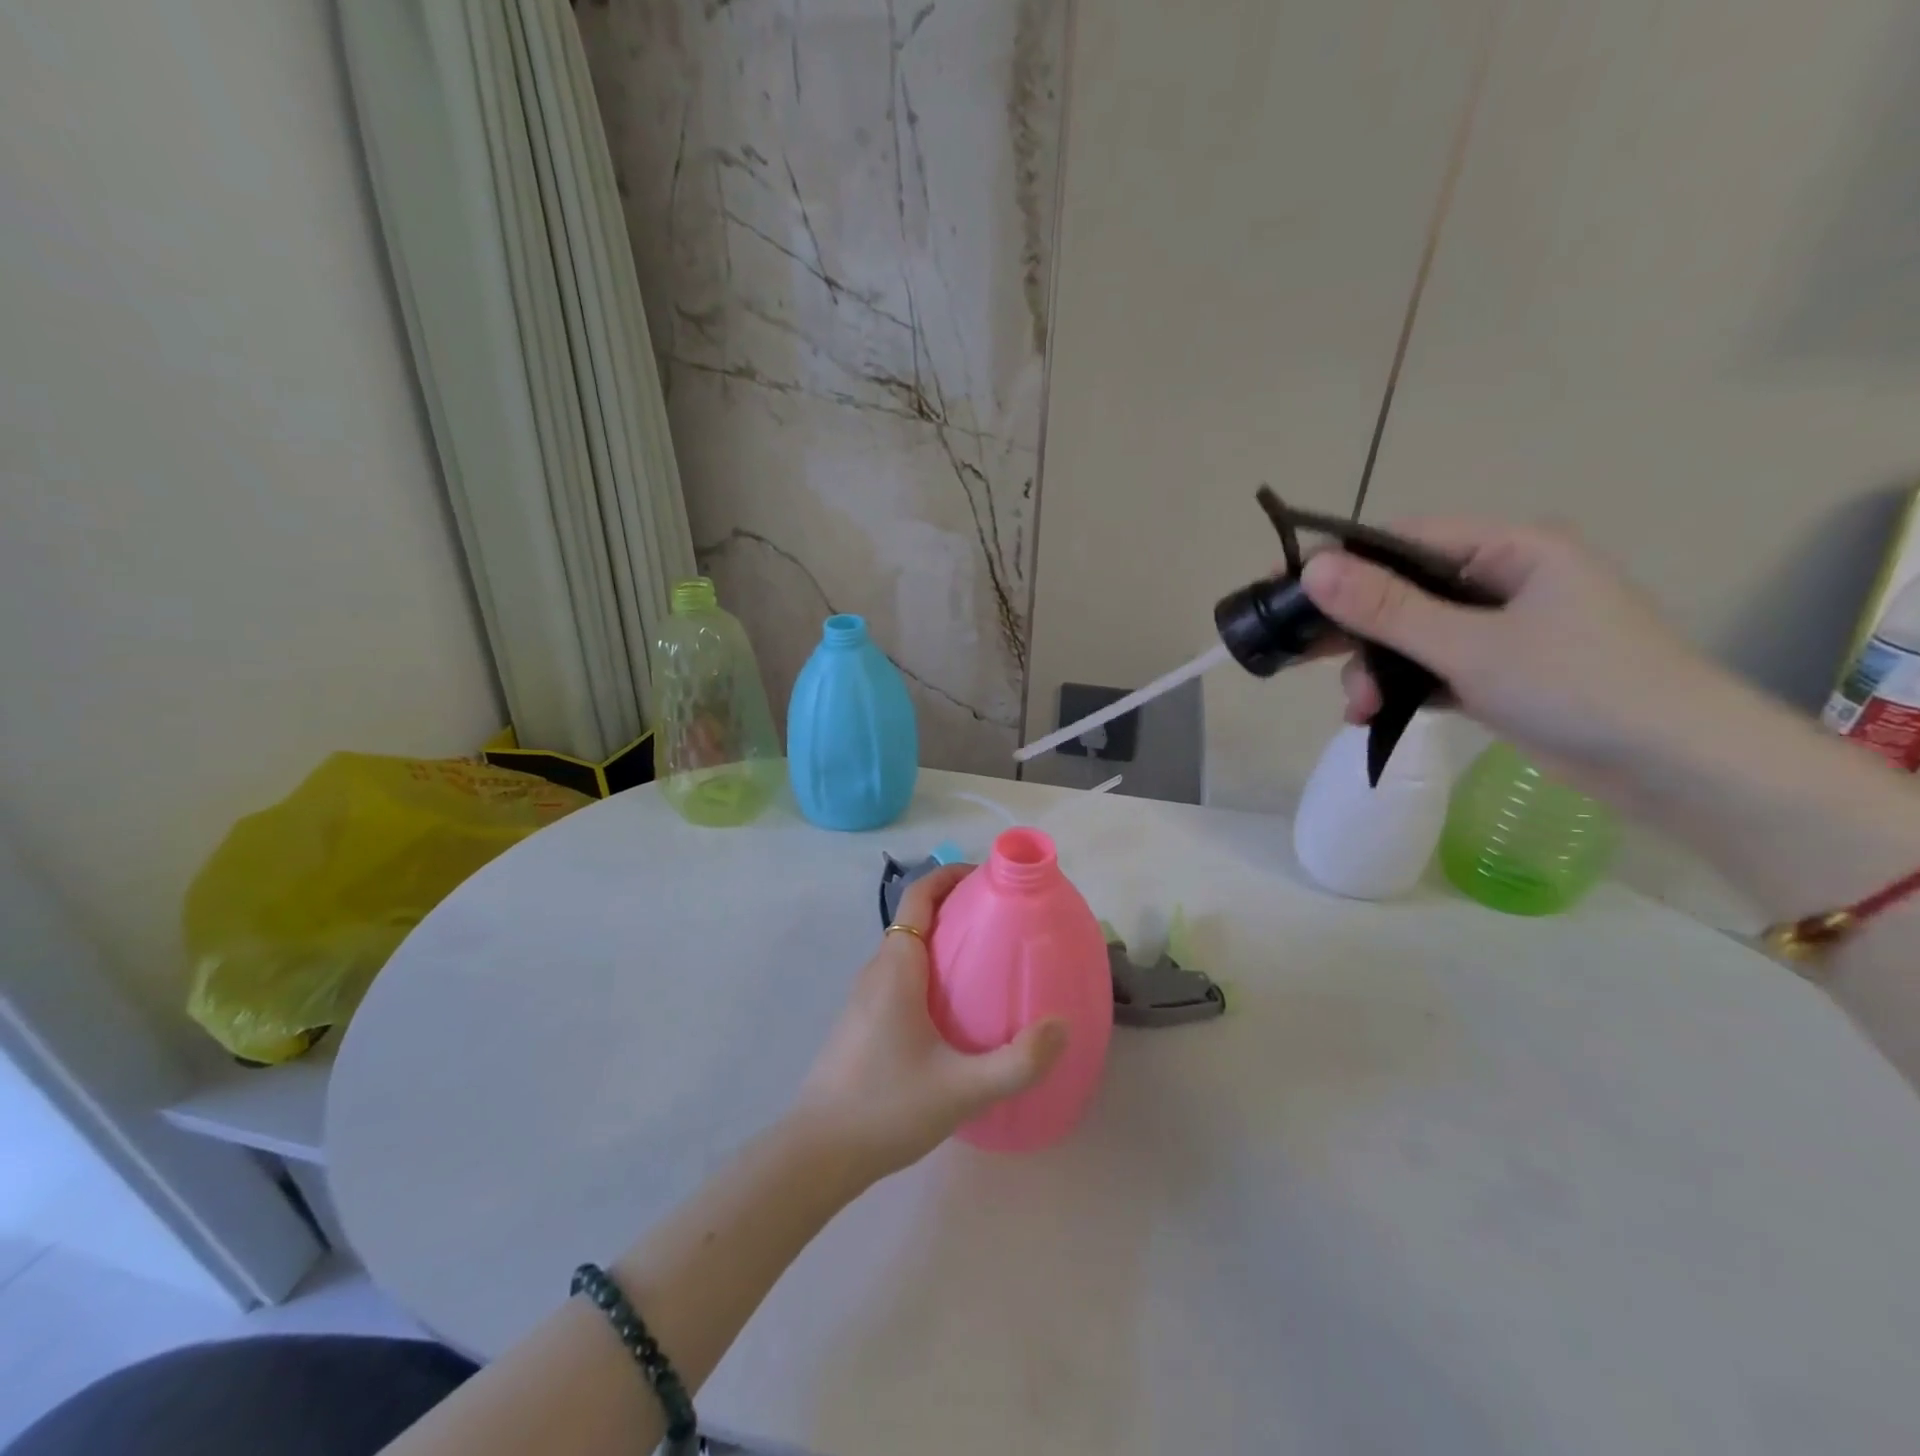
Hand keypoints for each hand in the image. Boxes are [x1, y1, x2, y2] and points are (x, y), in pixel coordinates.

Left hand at [788, 864, 1067, 1184]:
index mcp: (896, 967)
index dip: (950, 876)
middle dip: (957, 908)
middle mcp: (877, 970)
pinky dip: (929, 971)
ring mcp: (864, 997)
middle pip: (916, 918)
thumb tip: (1061, 1025)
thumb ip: (1018, 1061)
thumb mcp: (963, 1089)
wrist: (817, 1154)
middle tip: (1004, 922)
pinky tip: (956, 1010)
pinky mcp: (861, 1021)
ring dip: (943, 941)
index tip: (989, 879)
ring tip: (988, 962)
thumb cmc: (887, 1107)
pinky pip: (900, 976)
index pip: (919, 896)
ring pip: (907, 949)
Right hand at [1300, 519, 1724, 793]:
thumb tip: (1312, 569)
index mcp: (1510, 549)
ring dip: (1375, 669)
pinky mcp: (1497, 672)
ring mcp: (1500, 629)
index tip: (1284, 589)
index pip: (1403, 540)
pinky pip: (1429, 668)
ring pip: (1409, 636)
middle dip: (1354, 630)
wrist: (1677, 769)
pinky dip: (1400, 688)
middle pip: (1401, 591)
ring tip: (1359, 708)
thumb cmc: (1580, 688)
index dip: (1340, 562)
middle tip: (1297, 656)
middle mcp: (1502, 580)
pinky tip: (1372, 715)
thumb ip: (1388, 609)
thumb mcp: (1471, 646)